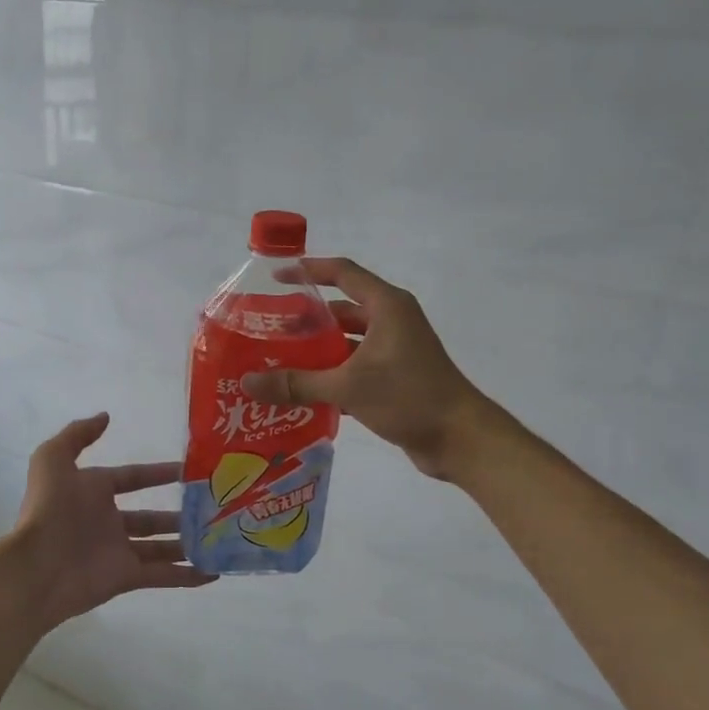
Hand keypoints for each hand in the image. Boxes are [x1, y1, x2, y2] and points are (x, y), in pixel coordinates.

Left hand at [6, 412, 213, 630]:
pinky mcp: (126, 578)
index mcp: (93, 492)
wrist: (37, 566)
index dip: (157, 473)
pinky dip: (187, 576)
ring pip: (161, 547)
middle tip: (212, 509)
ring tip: (219, 539)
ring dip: (188, 544)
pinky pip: (162, 576)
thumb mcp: (53, 459)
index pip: (131, 478)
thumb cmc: (49, 509)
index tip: (188, 470)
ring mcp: (118, 551)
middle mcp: (108, 521)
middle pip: (151, 518)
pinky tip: (213, 573)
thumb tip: (105, 417)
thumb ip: (77, 434)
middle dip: (180, 514)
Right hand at [241, 259, 489, 481]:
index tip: (274, 277)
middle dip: (305, 318)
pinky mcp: (396, 377)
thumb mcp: (348, 387)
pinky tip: (302, 390)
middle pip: (341, 309)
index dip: (308, 271)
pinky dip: (332, 374)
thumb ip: (297, 383)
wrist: (460, 438)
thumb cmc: (409, 397)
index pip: (342, 273)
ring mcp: (395, 350)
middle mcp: (391, 321)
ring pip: (347, 341)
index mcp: (386, 306)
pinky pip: (355, 366)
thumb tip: (248, 381)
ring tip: (278, 360)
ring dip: (317, 350)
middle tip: (268, 330)